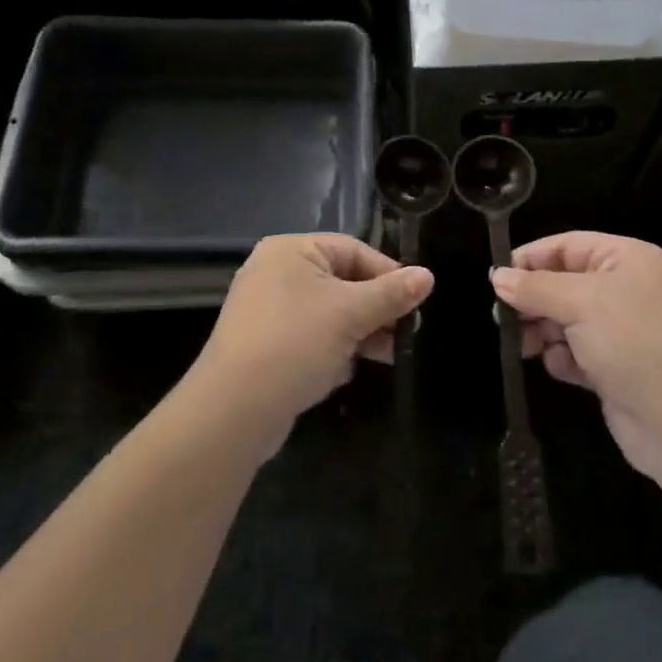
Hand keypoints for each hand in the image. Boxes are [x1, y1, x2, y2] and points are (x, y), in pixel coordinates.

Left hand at [189, 234, 431, 454]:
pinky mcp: (265, 346)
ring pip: (328, 314)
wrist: (233, 411)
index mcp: (291, 251)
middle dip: (375, 310)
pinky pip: (310, 339)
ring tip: (386, 356)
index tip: (417, 301)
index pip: (353, 250)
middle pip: (342, 282)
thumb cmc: (295, 343)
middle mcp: (276, 273)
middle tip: (405, 334)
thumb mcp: (351, 314)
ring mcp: (267, 311)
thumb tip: (428, 276)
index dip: (388, 274)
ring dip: (358, 333)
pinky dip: (331, 351)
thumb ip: (391, 294)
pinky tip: (343, 372)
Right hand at [491, 232, 661, 480]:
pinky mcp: (616, 367)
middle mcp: (626, 289)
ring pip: (565, 319)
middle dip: (534, 301)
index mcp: (627, 259)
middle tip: (503, 319)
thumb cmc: (634, 344)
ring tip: (527, 347)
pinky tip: (564, 369)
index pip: (567, 245)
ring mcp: (622, 331)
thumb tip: (497, 277)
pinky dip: (564, 359)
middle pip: (563, 282)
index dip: (531, 259)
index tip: (496, 279)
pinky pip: (576, 352)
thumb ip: (534, 288)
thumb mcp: (580, 303)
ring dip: (545, 331)